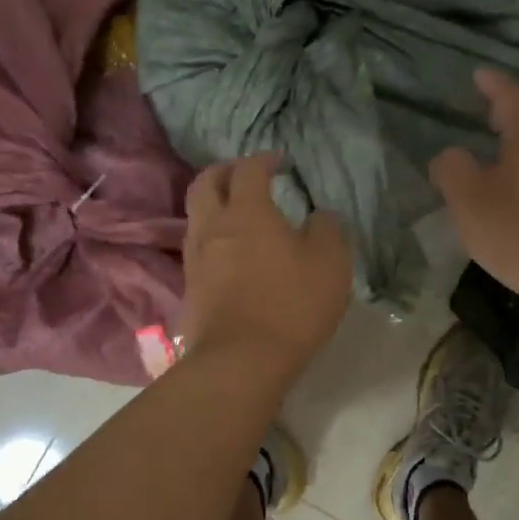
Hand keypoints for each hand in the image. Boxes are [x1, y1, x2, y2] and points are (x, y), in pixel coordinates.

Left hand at [180, 153, 351, 372]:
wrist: (240, 360)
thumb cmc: (291, 304)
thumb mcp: (330, 263)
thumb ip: (327, 229)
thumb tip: (320, 216)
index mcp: (247, 211)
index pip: (248, 169)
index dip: (263, 159)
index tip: (280, 162)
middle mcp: (213, 227)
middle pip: (205, 183)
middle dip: (224, 171)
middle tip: (244, 176)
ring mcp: (195, 258)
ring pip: (195, 216)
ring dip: (213, 205)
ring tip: (236, 214)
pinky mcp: (189, 288)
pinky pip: (196, 249)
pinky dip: (211, 239)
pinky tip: (229, 254)